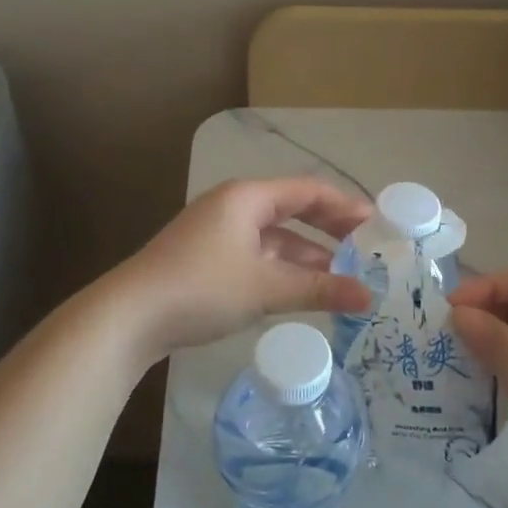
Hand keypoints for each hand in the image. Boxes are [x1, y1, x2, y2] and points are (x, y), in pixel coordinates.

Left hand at [111, 178, 372, 359]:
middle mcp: (234, 205)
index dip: (346, 206)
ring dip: (308, 254)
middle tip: (367, 248)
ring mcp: (218, 232)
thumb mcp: (265, 288)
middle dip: (330, 229)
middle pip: (293, 209)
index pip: (309, 190)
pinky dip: (283, 267)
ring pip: (275, 236)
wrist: (129, 317)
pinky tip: (302, 289)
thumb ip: (320, 289)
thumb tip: (369, 297)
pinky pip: (258, 254)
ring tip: (343, 275)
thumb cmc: (201, 288)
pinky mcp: (208, 257)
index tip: (378, 224)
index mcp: (248, 197)